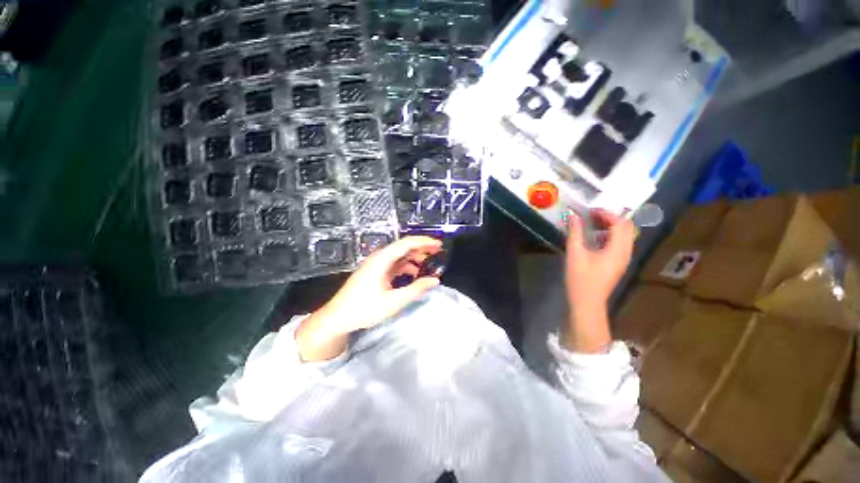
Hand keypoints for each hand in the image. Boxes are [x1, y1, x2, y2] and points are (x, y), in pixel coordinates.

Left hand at [296, 236, 442, 361]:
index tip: (438, 245)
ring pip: (399, 255)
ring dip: (414, 257)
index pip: (406, 243)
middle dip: (421, 247)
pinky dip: (406, 266)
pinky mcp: (375, 272)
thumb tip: (435, 280)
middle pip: (403, 247)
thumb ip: (416, 289)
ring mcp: (376, 264)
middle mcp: (379, 257)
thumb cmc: (364, 309)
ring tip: (429, 262)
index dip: (424, 242)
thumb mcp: (393, 301)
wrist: (337, 318)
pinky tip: (414, 273)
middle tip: (438, 251)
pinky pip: (394, 264)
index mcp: (382, 259)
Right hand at [564, 210, 634, 352]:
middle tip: (592, 216)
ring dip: (611, 227)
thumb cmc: (580, 278)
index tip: (590, 212)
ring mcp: (623, 259)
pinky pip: (620, 244)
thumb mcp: (575, 253)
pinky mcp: (618, 264)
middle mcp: (625, 252)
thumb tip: (573, 216)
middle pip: (626, 228)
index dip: (607, 214)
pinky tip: (595, 238)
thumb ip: (575, 232)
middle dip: (611, 219)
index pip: (620, 223)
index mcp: (617, 249)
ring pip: (625, 236)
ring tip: (593, 225)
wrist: (587, 302)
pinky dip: (610, 236)